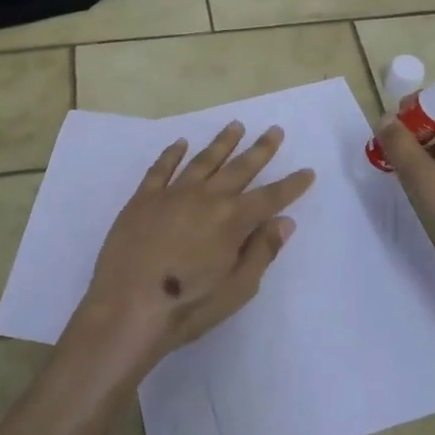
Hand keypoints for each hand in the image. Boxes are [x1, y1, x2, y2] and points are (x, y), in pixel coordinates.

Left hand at [67, 121, 315, 370]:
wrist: (126, 308)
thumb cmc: (187, 307)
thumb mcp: (237, 289)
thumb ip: (262, 252)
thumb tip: (284, 222)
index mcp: (233, 220)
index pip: (271, 197)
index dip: (292, 185)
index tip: (308, 170)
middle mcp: (206, 197)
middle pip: (240, 168)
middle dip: (261, 149)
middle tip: (275, 130)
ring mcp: (173, 194)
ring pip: (204, 160)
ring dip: (222, 142)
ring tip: (236, 126)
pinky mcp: (143, 198)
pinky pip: (161, 168)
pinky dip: (173, 153)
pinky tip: (181, 143)